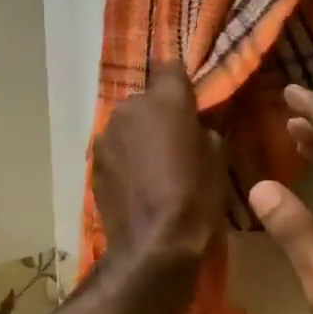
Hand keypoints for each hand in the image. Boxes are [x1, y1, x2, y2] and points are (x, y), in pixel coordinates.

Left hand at [92, 62, 227, 308]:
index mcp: (166, 100)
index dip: (180, 83)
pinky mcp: (93, 161)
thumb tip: (195, 124)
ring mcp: (106, 134)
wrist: (154, 246)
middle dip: (159, 115)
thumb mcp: (219, 158)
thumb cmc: (196, 199)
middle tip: (176, 143)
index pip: (170, 67)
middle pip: (147, 99)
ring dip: (140, 137)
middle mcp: (130, 108)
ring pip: (128, 125)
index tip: (190, 102)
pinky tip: (138, 184)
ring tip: (155, 168)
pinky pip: (116, 149)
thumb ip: (205, 128)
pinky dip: (126, 159)